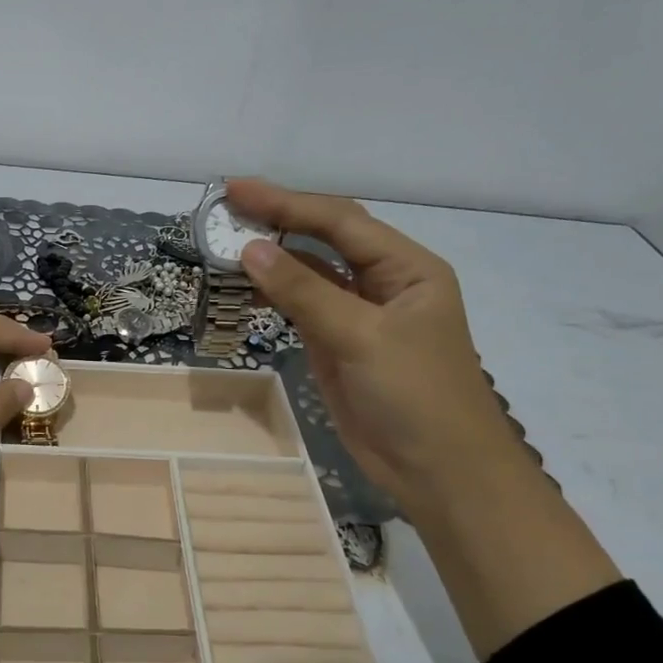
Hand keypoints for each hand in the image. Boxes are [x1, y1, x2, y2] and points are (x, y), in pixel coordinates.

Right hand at [226, 179, 522, 513]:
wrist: (438, 472)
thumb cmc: (415, 396)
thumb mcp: (361, 336)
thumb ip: (305, 291)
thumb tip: (250, 249)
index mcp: (407, 268)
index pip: (340, 222)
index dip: (287, 202)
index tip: (235, 190)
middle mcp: (384, 283)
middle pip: (325, 240)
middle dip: (278, 220)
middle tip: (224, 209)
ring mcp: (359, 316)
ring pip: (310, 274)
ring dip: (271, 258)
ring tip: (224, 243)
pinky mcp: (338, 346)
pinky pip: (302, 308)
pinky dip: (274, 295)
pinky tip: (246, 285)